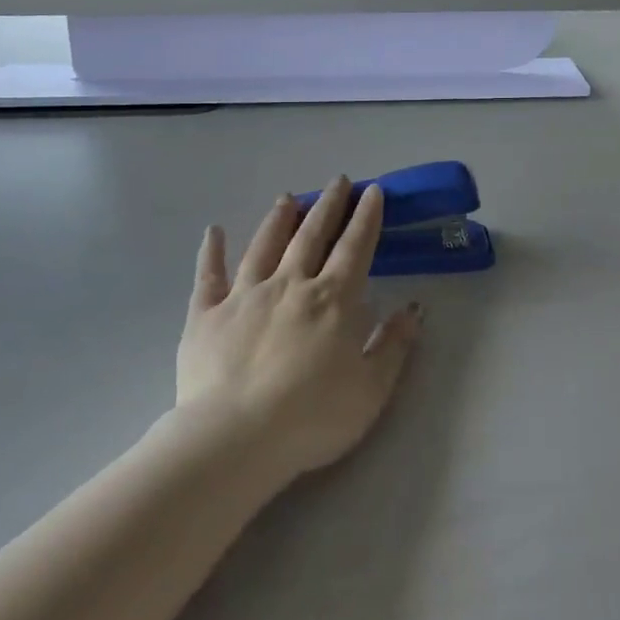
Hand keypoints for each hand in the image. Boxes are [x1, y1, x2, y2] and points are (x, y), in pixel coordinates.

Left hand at [178, 178, 419, 482]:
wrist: (234, 439)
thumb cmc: (312, 418)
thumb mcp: (371, 389)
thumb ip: (394, 345)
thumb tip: (414, 308)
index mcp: (332, 300)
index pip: (355, 247)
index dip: (366, 217)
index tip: (372, 191)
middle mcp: (290, 285)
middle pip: (312, 235)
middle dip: (328, 205)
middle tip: (337, 180)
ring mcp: (244, 296)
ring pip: (264, 246)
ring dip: (278, 220)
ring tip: (287, 198)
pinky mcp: (205, 315)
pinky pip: (209, 276)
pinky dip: (211, 252)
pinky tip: (213, 231)